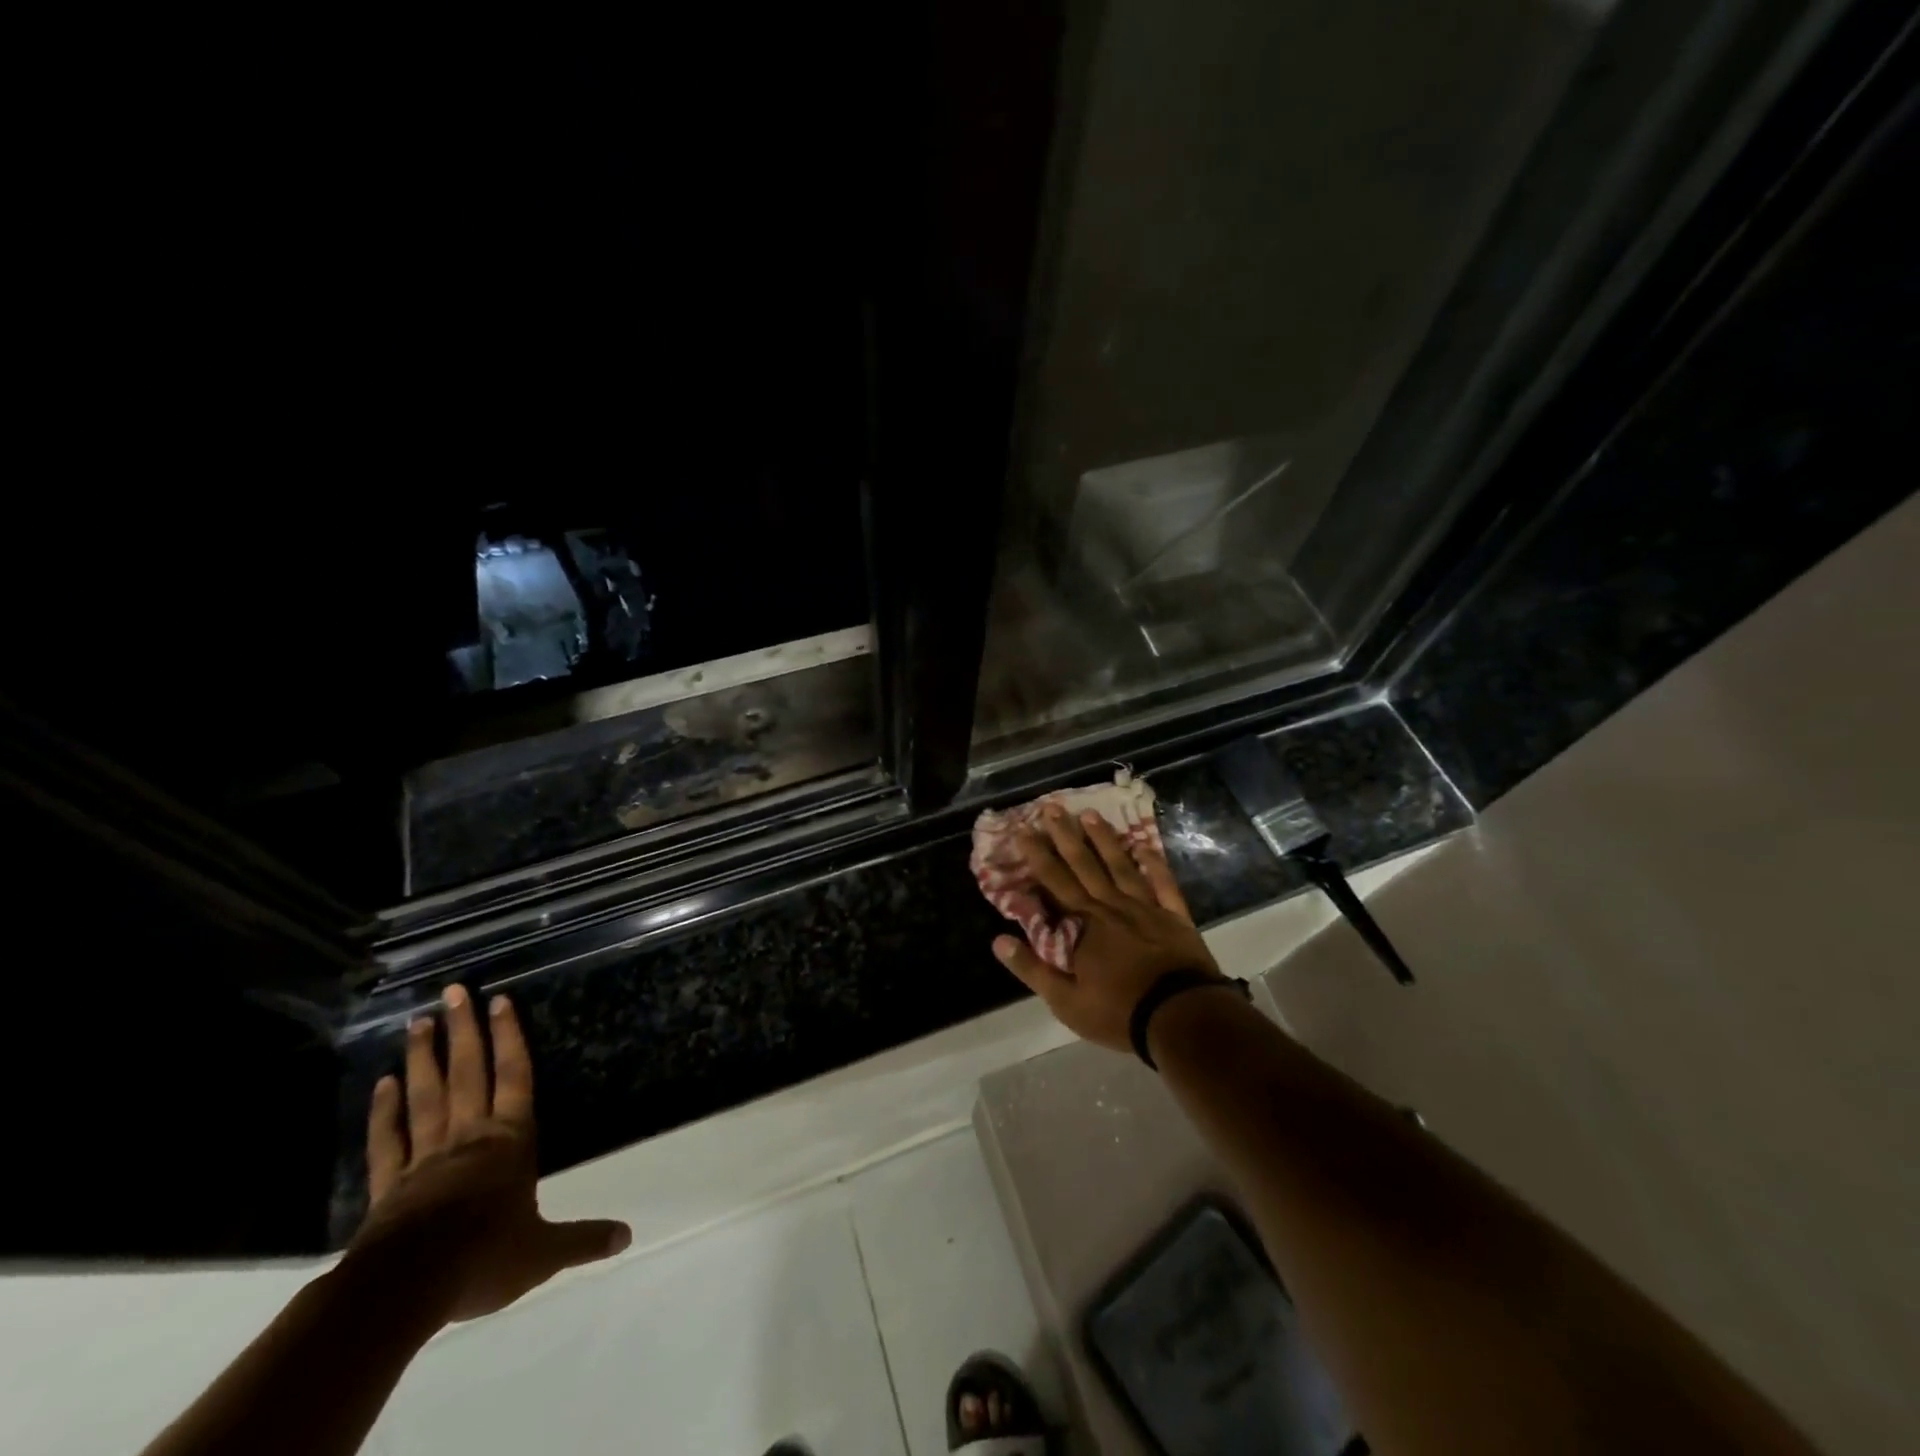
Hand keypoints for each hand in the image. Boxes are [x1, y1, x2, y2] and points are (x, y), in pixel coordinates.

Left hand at [350, 986, 630, 1323]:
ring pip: (426, 1096)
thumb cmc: (483, 1258)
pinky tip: (382, 1084)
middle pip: (468, 1072)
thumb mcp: (544, 1253)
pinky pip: (388, 1140)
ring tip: (418, 1021)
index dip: (509, 1037)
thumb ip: (584, 1240)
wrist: (406, 1291)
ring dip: (423, 1057)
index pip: (514, 1076)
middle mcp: (470, 1136)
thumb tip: (628, 1237)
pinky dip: (383, 1111)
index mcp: (510, 1142)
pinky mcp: (390, 1185)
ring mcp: (425, 1157)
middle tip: (454, 990)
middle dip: (464, 1030)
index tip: (499, 1000)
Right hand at [992, 804, 1221, 1051]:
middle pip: (1084, 865)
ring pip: (1120, 866)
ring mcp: (1146, 908)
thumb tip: (998, 941)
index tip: (1023, 830)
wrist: (1182, 1017)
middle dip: (1065, 835)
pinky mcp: (1174, 917)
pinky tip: (1144, 846)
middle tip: (1051, 807)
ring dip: (1103, 840)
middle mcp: (1111, 906)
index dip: (1037, 856)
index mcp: (1084, 924)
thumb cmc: (1119, 1011)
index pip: (1054, 882)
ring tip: (1089, 815)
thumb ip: (1032, 969)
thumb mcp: (1066, 1000)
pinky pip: (1162, 883)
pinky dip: (1153, 863)